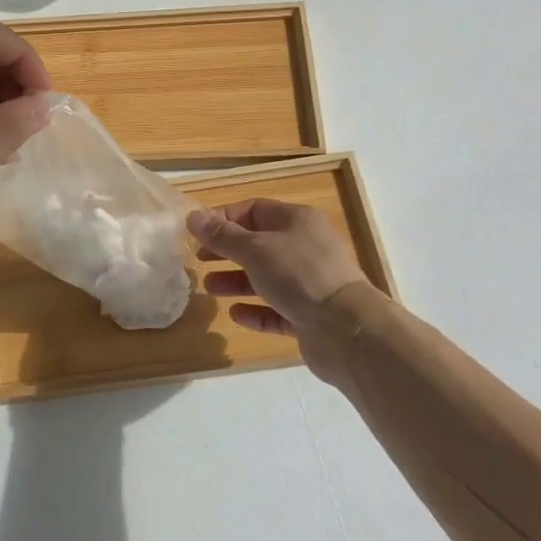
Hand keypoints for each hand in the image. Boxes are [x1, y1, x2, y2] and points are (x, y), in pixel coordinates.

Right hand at [187, 199, 369, 381]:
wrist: (347, 330)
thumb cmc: (299, 276)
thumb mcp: (255, 250)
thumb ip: (222, 236)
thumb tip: (193, 216)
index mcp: (296, 221)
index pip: (253, 210)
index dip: (223, 219)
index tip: (197, 233)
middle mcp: (305, 247)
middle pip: (258, 244)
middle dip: (227, 251)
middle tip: (199, 261)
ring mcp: (309, 283)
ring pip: (266, 277)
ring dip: (237, 281)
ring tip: (210, 289)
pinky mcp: (310, 315)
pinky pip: (277, 309)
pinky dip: (256, 310)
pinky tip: (236, 315)